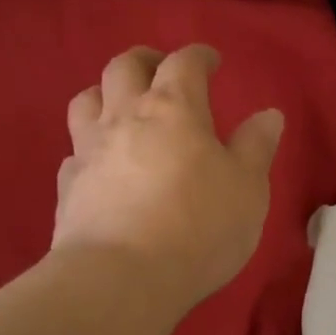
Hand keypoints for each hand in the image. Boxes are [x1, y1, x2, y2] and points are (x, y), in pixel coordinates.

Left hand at [53, 44, 284, 310]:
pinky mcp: (68, 186)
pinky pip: (74, 151)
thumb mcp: (248, 188)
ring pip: (87, 99)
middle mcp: (125, 117)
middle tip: (162, 71)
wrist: (121, 279)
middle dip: (146, 61)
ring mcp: (90, 150)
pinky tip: (101, 165)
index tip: (211, 61)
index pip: (184, 62)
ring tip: (122, 107)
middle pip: (125, 67)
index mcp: (174, 108)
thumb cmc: (199, 227)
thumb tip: (268, 115)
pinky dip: (89, 147)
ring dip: (106, 93)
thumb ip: (257, 147)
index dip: (199, 55)